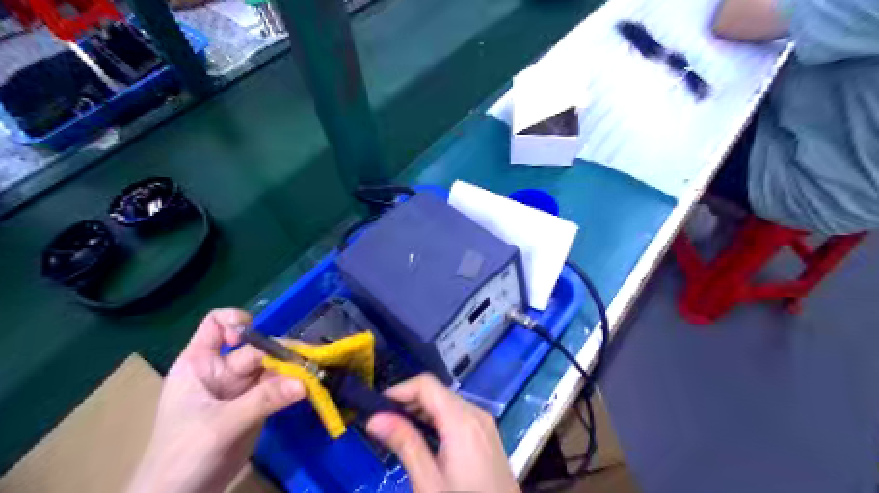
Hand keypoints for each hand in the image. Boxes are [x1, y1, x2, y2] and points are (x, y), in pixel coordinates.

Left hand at [128, 308, 306, 491]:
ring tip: (316, 377)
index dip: (236, 323)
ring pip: (272, 366)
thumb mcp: (220, 426)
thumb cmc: (182, 457)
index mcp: (199, 364)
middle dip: (282, 353)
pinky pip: (280, 386)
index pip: (216, 324)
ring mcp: (241, 387)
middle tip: (309, 364)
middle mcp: (222, 370)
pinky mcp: (257, 404)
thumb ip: (263, 401)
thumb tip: (305, 382)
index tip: (253, 339)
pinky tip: (311, 389)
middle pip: (257, 348)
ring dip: (294, 370)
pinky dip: (295, 387)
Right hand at [367, 373, 520, 491]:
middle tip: (383, 424)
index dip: (399, 391)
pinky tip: (424, 440)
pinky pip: (457, 414)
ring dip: (421, 411)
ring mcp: (484, 422)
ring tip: (398, 433)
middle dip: (408, 402)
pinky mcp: (486, 433)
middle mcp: (476, 413)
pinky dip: (437, 420)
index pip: (426, 384)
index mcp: (462, 420)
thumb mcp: (429, 482)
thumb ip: (405, 444)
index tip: (376, 408)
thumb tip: (375, 419)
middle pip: (437, 391)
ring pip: (446, 402)